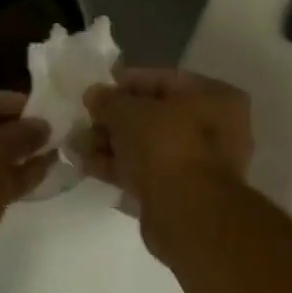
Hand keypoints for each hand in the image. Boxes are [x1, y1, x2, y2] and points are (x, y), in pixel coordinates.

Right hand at [81, 69, 253, 254]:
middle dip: (114, 120)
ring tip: (76, 145)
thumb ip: (109, 101)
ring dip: (110, 144)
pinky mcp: (180, 192)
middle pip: (155, 117)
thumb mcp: (130, 112)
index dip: (126, 83)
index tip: (95, 90)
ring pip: (147, 146)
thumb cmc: (166, 145)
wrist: (186, 211)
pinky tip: (87, 165)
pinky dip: (118, 167)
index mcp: (216, 98)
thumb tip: (94, 95)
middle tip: (83, 121)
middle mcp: (215, 128)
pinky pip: (145, 171)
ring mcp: (198, 164)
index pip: (165, 80)